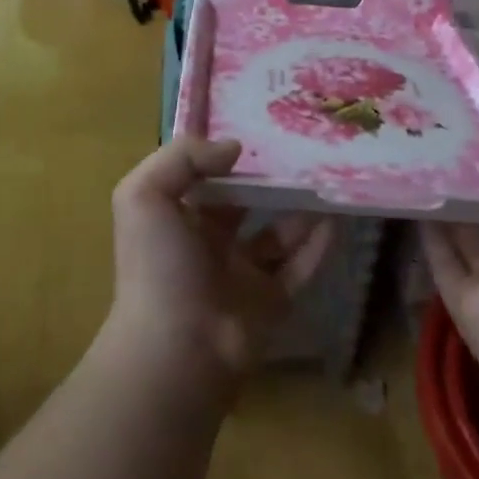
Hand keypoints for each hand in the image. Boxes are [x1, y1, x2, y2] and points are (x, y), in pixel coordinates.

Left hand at [108, 137, 333, 390]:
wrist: (176, 350)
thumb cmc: (157, 266)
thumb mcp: (144, 195)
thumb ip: (183, 157)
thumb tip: (234, 147)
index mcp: (177, 220)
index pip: (203, 179)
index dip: (225, 156)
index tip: (259, 128)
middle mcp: (209, 245)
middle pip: (245, 205)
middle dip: (268, 181)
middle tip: (302, 150)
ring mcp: (242, 276)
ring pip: (277, 235)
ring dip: (300, 211)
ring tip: (325, 180)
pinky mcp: (271, 303)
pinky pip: (299, 268)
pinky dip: (317, 246)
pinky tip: (334, 220)